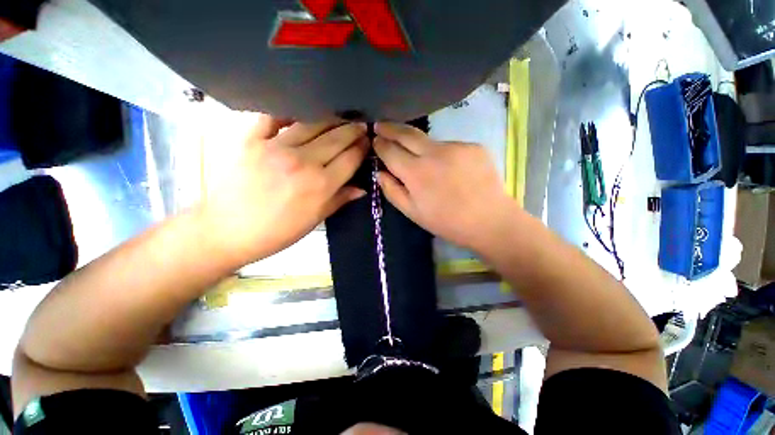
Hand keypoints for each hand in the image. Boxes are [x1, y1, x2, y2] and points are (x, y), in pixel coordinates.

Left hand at [202, 115, 367, 261]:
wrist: (227, 230)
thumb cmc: (277, 231)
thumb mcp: (314, 220)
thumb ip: (339, 200)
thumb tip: (362, 189)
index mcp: (321, 185)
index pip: (350, 159)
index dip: (362, 148)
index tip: (367, 142)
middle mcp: (303, 162)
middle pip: (336, 138)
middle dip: (353, 130)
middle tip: (360, 124)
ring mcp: (276, 147)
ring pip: (312, 124)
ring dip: (331, 118)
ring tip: (340, 115)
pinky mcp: (250, 139)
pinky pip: (272, 116)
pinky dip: (287, 110)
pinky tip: (300, 109)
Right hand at [373, 123, 514, 250]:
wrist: (489, 221)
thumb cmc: (447, 222)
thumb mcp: (413, 213)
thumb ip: (392, 191)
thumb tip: (380, 172)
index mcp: (416, 173)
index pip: (390, 150)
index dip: (380, 144)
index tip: (375, 140)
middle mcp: (434, 153)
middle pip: (407, 134)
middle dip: (390, 128)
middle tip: (381, 125)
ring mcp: (456, 146)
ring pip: (430, 141)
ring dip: (420, 147)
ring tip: (425, 164)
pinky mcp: (473, 146)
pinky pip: (450, 147)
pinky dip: (444, 155)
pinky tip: (451, 170)